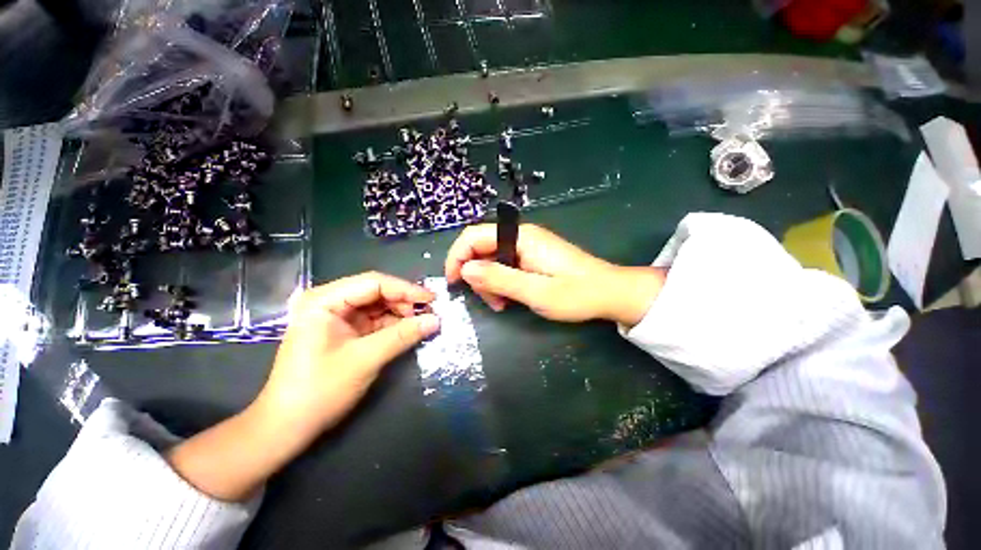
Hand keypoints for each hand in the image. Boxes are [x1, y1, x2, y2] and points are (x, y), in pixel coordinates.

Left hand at [168, 273, 438, 501]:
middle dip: (405, 301)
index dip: (406, 289)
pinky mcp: (344, 331)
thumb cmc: (320, 390)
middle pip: (376, 292)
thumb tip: (436, 320)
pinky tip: (410, 329)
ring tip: (424, 321)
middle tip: (430, 313)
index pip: (373, 282)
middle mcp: (329, 302)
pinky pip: (375, 320)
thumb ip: (402, 335)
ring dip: (402, 313)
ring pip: (378, 305)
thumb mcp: (366, 359)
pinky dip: (393, 324)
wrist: (288, 427)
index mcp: (324, 300)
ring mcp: (337, 317)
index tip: (432, 300)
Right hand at [445, 223, 664, 325]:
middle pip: (481, 248)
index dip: (457, 257)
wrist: (610, 293)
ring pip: (491, 259)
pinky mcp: (532, 257)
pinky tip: (510, 298)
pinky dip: (501, 282)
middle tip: (492, 302)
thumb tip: (465, 270)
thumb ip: (499, 279)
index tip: (453, 283)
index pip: (474, 236)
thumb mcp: (535, 291)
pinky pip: (505, 265)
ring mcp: (527, 246)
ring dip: (489, 282)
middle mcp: (521, 236)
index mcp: (520, 237)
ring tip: (502, 305)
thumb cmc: (576, 294)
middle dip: (477, 276)